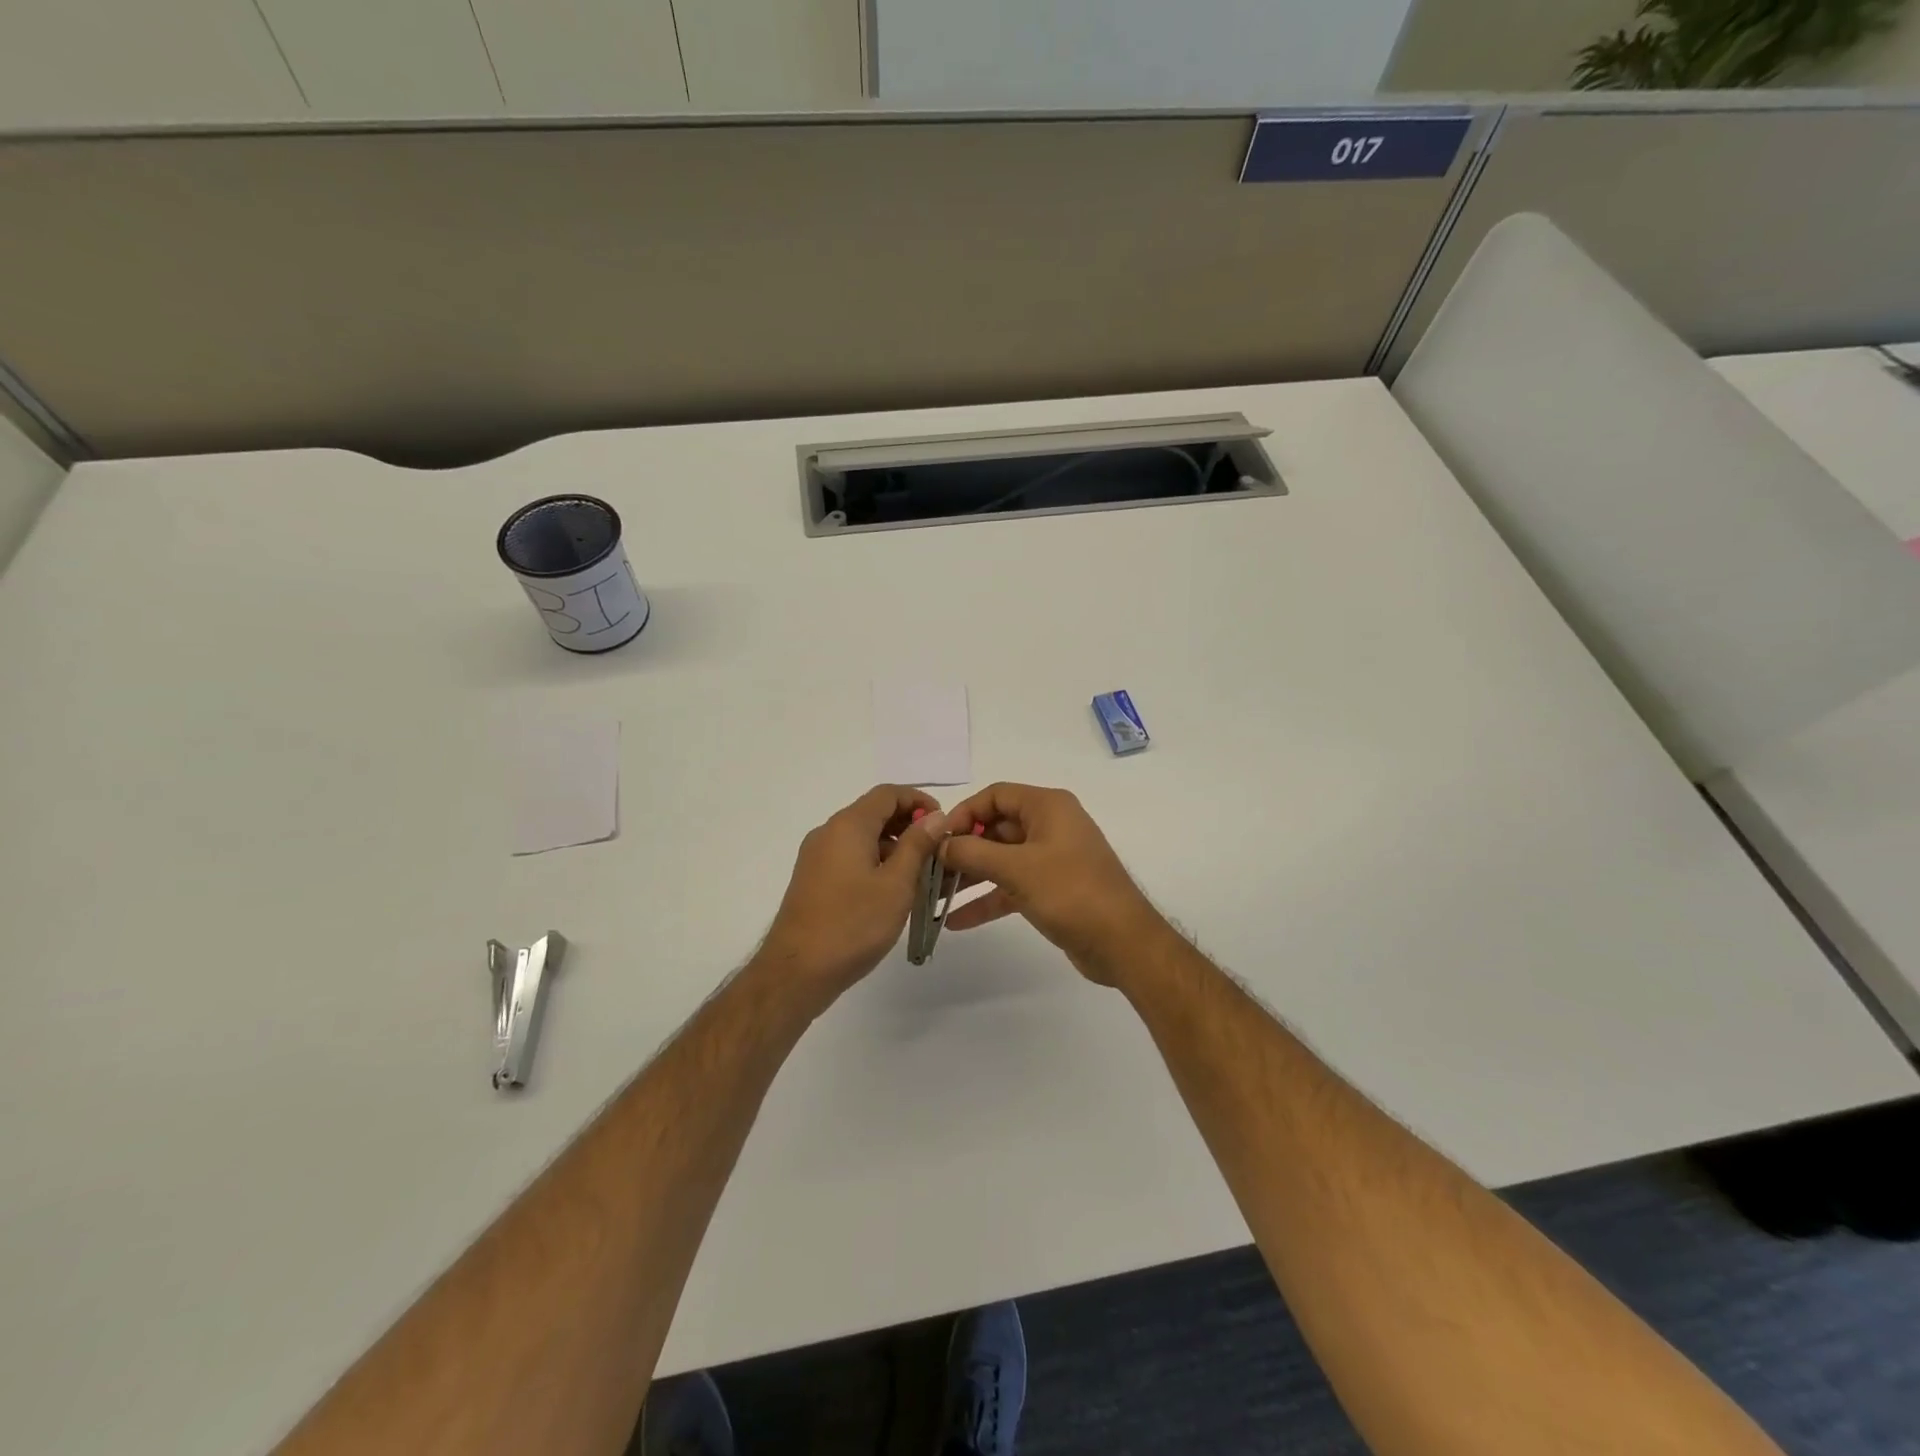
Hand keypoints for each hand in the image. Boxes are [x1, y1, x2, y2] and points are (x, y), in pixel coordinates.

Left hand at [755, 785, 948, 1011]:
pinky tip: (894, 892)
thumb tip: (935, 816)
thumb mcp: (897, 884)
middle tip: (939, 852)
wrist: (797, 972)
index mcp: (848, 825)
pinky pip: (851, 858)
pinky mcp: (814, 880)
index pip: (888, 793)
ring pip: (863, 838)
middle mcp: (829, 833)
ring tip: (923, 876)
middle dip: (909, 826)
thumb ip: (917, 845)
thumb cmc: (853, 924)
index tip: (944, 824)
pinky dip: (876, 864)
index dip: (920, 801)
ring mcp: (817, 857)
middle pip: (874, 813)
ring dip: (895, 848)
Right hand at [937, 782, 1167, 984]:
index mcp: (1048, 807)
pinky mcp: (1052, 889)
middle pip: (996, 828)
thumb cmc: (1071, 893)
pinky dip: (987, 899)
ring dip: (970, 876)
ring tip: (935, 895)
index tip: (937, 839)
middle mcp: (1050, 826)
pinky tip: (956, 921)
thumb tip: (940, 844)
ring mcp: (1052, 858)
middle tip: (930, 870)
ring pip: (1001, 859)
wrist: (1123, 943)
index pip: (996, 795)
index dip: (964, 813)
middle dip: (963, 848)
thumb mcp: (1017, 869)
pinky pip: (1011, 886)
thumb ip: (973, 852)